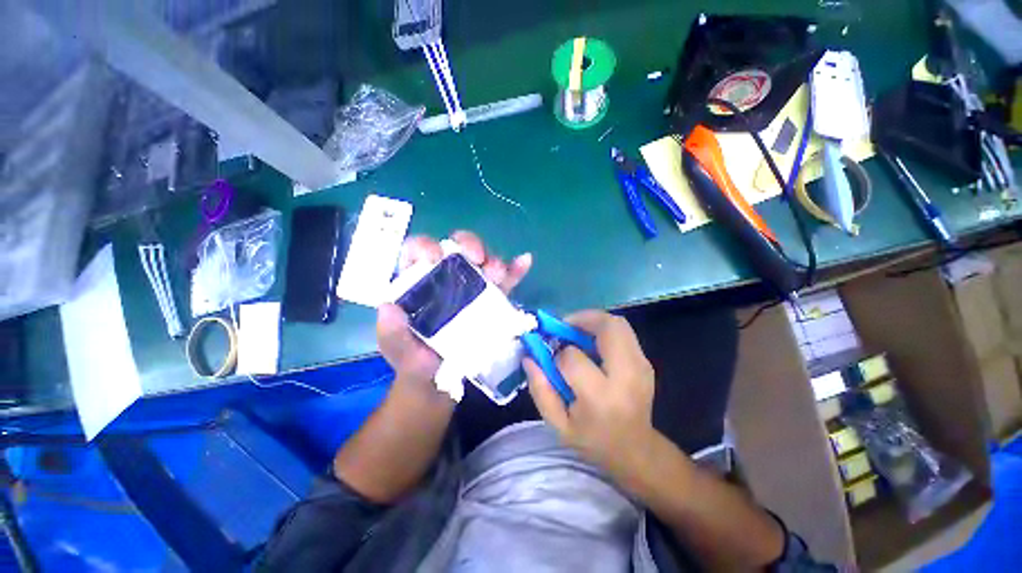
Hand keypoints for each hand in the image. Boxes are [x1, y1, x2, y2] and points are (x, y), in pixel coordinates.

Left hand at [377, 230, 532, 387]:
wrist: (440, 384)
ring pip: (484, 262)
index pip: (420, 251)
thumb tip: (388, 307)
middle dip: (468, 245)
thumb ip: (391, 331)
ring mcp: (472, 288)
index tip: (435, 256)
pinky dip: (515, 270)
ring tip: (498, 273)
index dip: (426, 245)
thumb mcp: (397, 349)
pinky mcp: (492, 300)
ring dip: (494, 260)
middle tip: (477, 258)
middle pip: (458, 249)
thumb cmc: (415, 362)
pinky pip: (506, 282)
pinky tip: (525, 261)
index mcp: (419, 282)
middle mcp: (447, 278)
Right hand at [524, 310, 656, 476]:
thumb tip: (528, 357)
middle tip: (563, 329)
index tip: (553, 358)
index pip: (573, 358)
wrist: (636, 450)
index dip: (558, 354)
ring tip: (576, 333)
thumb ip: (540, 389)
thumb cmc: (593, 439)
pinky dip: (603, 329)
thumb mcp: (558, 424)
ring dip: (592, 321)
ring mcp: (641, 365)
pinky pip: (623, 332)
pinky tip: (591, 343)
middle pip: (607, 327)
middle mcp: (626, 375)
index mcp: (600, 396)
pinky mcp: (645, 361)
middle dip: (580, 319)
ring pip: (617, 323)